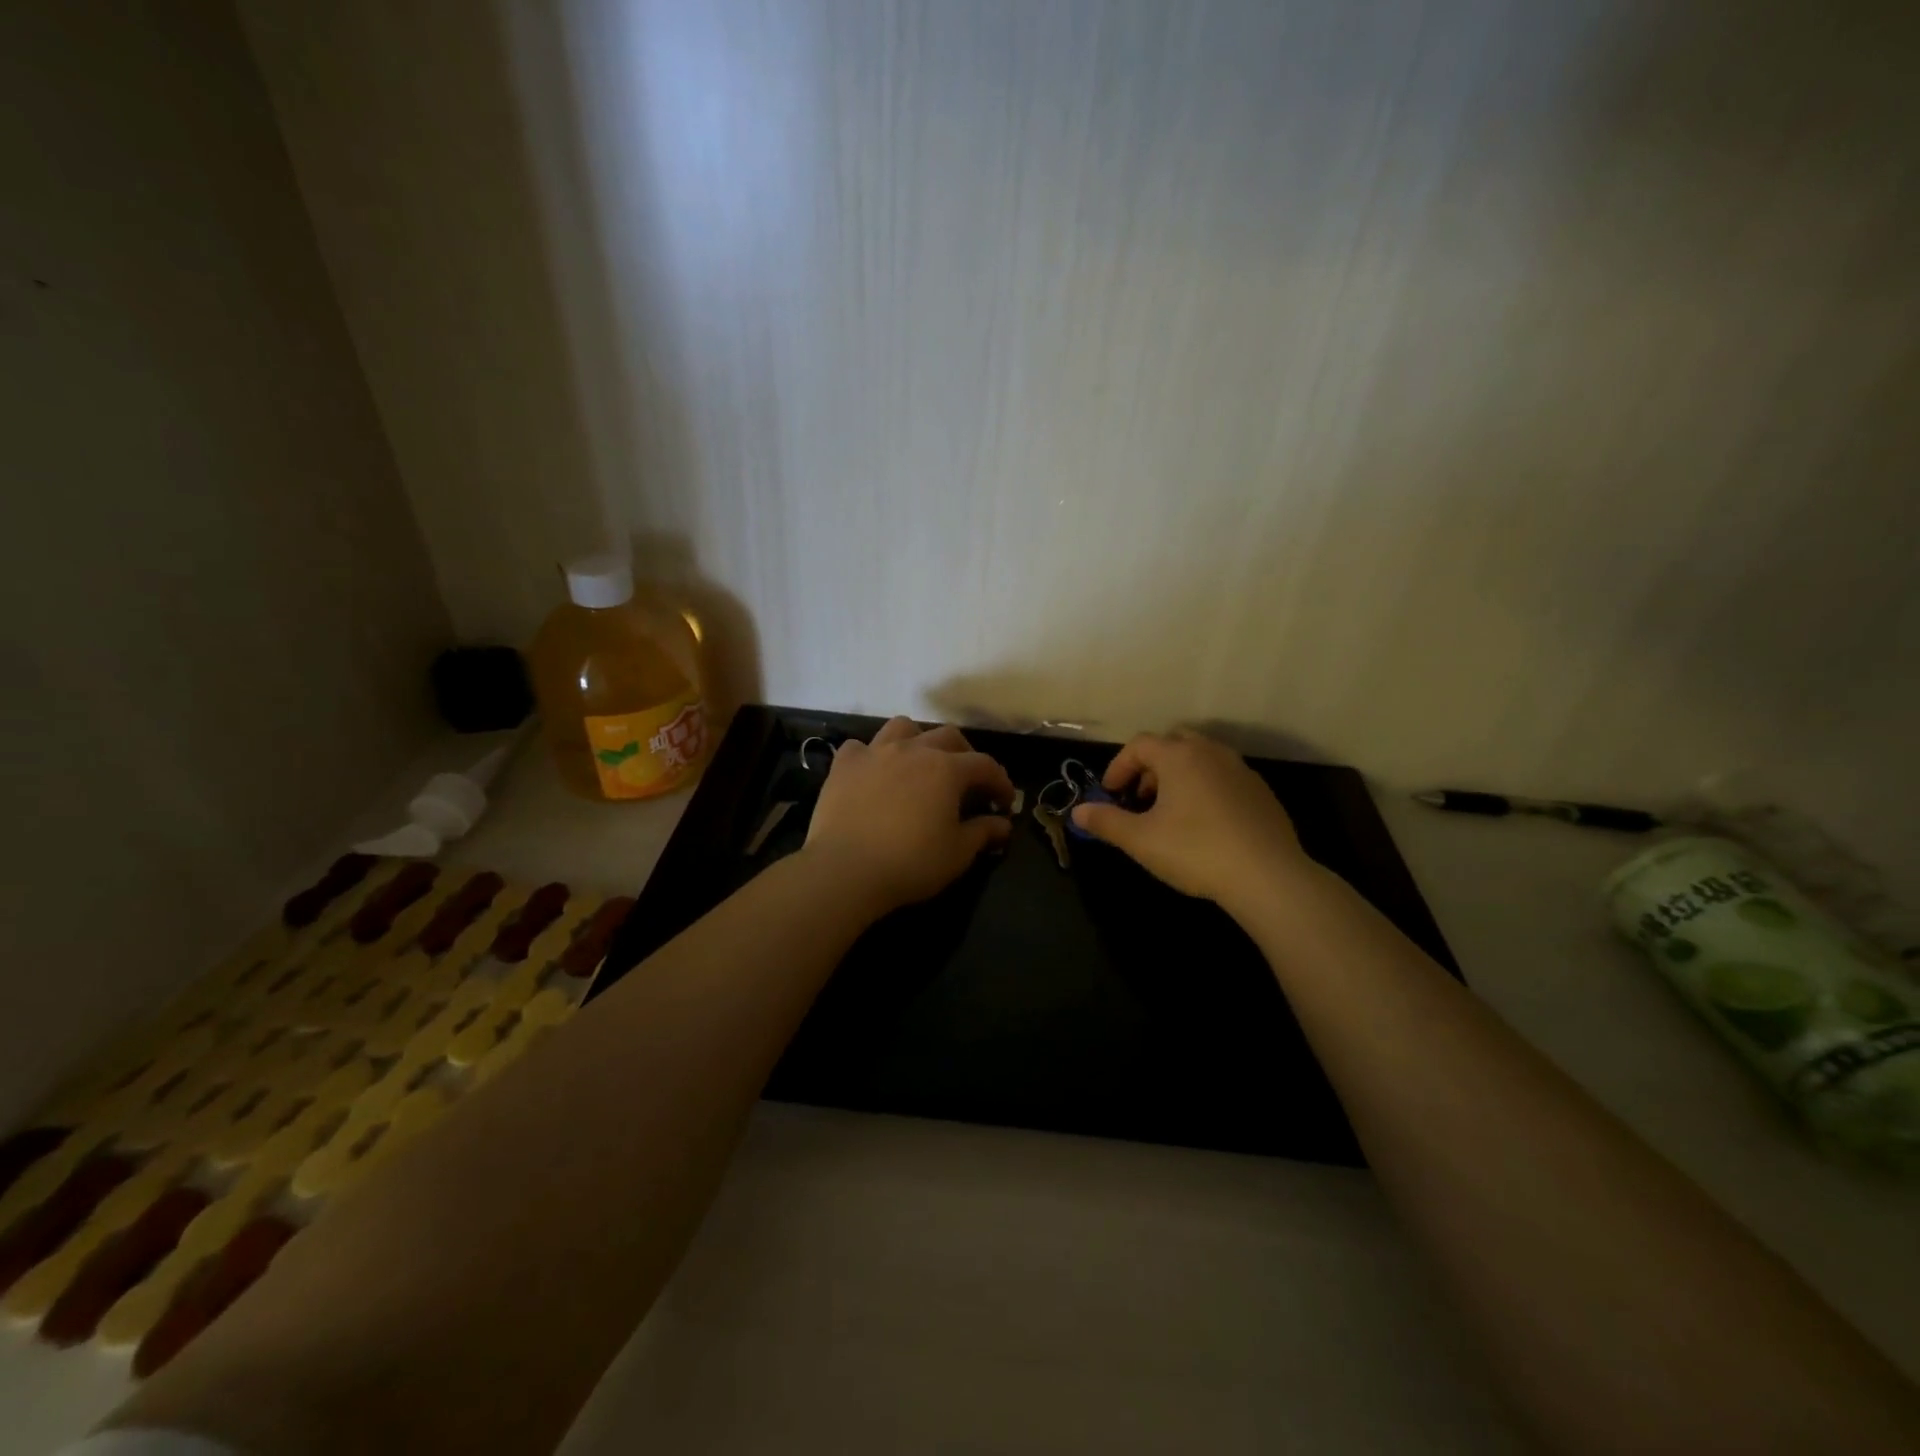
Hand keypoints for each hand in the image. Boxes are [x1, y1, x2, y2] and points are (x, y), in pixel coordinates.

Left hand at [804, 717, 1015, 914]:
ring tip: (919, 763)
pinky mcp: (844, 765)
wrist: (846, 869)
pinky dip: (871, 756)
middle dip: (965, 755)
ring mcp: (875, 752)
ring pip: (903, 728)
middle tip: (967, 782)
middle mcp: (913, 749)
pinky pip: (860, 747)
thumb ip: (983, 832)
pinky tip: (873, 774)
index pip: (985, 765)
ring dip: (918, 740)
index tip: (1004, 803)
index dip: (1000, 782)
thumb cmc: (911, 862)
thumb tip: (1003, 824)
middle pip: (948, 737)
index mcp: (946, 769)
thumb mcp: (958, 853)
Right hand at [1070, 730, 1308, 906]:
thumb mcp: (1141, 840)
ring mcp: (1240, 770)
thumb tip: (1078, 811)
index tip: (1110, 794)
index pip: (1139, 745)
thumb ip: (1106, 822)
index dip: (1119, 767)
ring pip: (1200, 758)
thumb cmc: (1196, 851)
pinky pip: (1223, 777)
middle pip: (1172, 743)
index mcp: (1179, 756)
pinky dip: (1205, 788)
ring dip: (1178, 776)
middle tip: (1140, 798)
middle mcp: (1211, 752)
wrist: (1268, 876)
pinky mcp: (1261, 791)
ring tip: (1170, 812)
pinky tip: (1204, 824)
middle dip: (1150, 766)